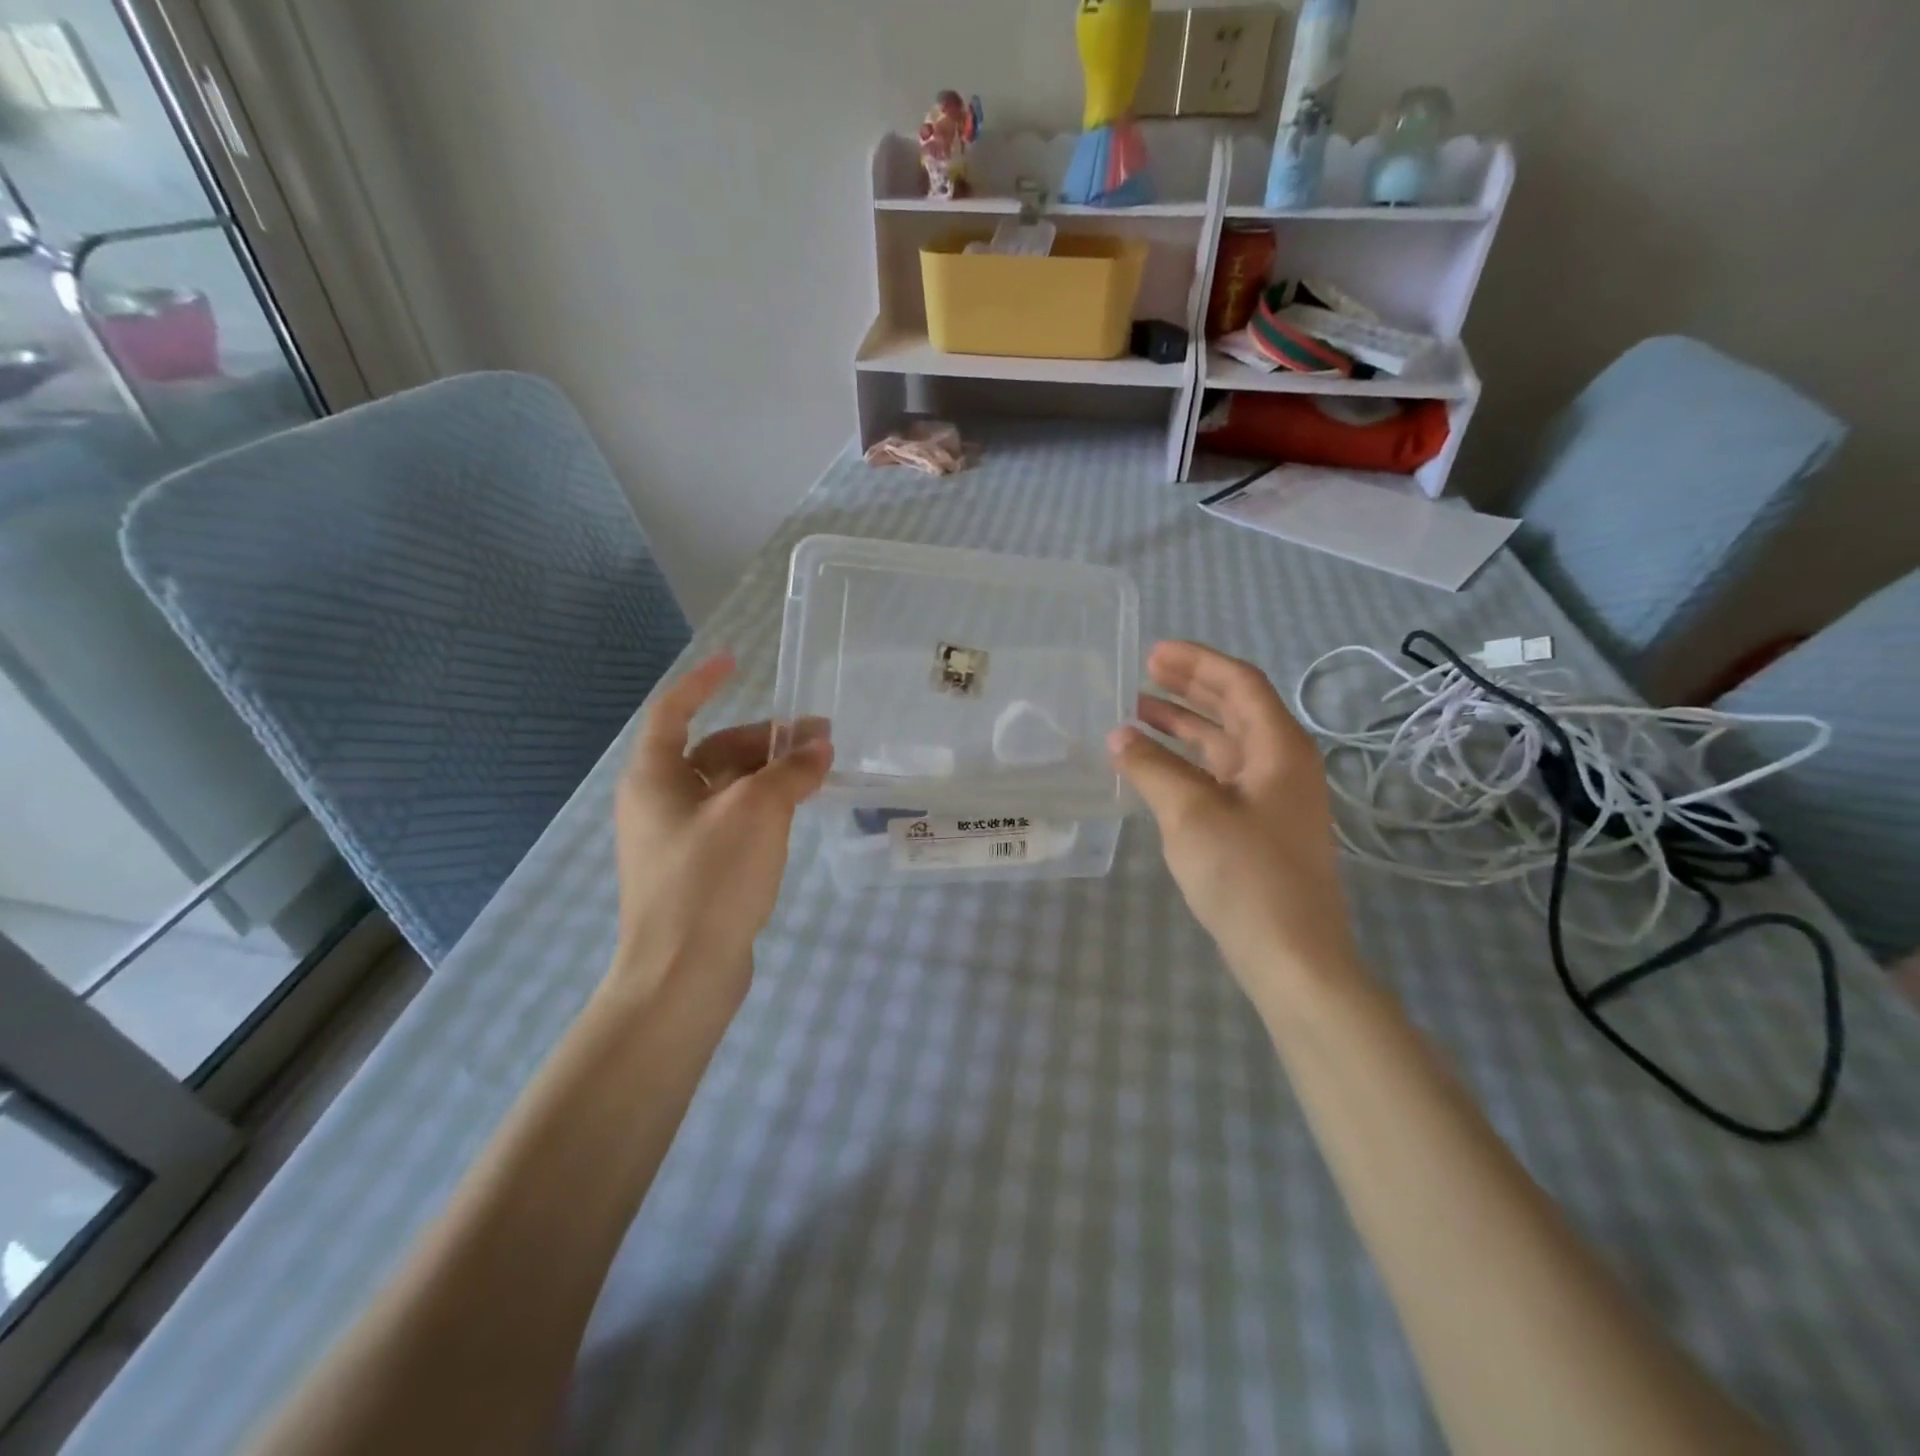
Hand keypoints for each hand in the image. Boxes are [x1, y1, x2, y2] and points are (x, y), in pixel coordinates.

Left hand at [609, 654, 831, 1003]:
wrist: (682, 973)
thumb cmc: (710, 878)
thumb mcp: (757, 811)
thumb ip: (790, 771)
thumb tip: (818, 748)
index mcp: (654, 777)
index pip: (673, 711)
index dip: (703, 682)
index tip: (736, 662)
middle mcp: (657, 802)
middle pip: (712, 752)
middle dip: (764, 740)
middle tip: (818, 737)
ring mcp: (675, 839)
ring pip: (726, 789)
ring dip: (769, 774)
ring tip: (818, 773)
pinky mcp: (695, 871)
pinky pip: (732, 821)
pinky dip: (763, 807)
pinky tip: (796, 812)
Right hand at [1109, 641, 1361, 1001]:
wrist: (1292, 956)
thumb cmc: (1246, 876)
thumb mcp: (1190, 814)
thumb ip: (1152, 768)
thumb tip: (1119, 737)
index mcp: (1279, 749)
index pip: (1240, 684)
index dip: (1197, 663)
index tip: (1152, 653)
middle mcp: (1282, 765)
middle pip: (1235, 709)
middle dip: (1189, 689)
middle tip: (1142, 674)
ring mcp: (1272, 798)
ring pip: (1225, 745)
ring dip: (1184, 726)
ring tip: (1137, 713)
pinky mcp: (1259, 827)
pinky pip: (1219, 777)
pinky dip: (1187, 763)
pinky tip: (1153, 766)